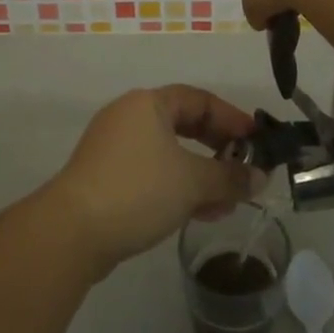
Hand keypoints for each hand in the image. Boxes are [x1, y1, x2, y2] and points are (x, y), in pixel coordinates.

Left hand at [47, 86, 255, 272]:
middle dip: (218, 150)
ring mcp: (114, 147)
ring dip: (201, 174)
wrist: (72, 232)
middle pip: (184, 125)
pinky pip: (152, 172)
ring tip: (226, 202)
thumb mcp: (193, 182)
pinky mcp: (106, 177)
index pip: (200, 100)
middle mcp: (129, 116)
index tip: (257, 142)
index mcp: (148, 103)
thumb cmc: (139, 190)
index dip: (232, 119)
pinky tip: (199, 213)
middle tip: (244, 171)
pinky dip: (177, 186)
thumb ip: (230, 177)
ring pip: (169, 153)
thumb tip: (261, 177)